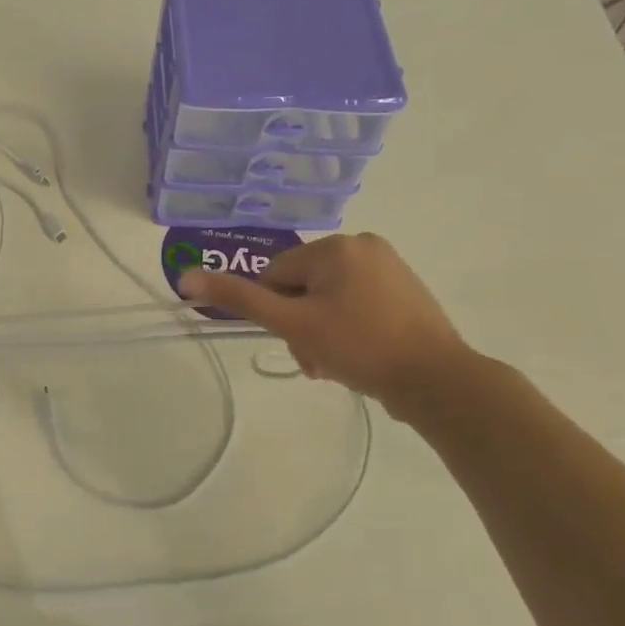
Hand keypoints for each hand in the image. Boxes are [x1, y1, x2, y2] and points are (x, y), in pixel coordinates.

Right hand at [178, 233, 474, 417]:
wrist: (438, 380)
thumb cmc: (360, 347)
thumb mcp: (293, 323)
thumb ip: (239, 299)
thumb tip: (186, 276)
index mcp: (335, 246)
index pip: (276, 275)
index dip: (277, 312)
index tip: (295, 342)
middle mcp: (363, 245)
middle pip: (303, 286)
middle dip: (301, 325)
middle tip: (315, 361)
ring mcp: (390, 265)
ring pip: (329, 297)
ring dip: (321, 331)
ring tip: (334, 365)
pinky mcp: (406, 288)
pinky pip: (357, 301)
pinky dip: (348, 327)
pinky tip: (358, 355)